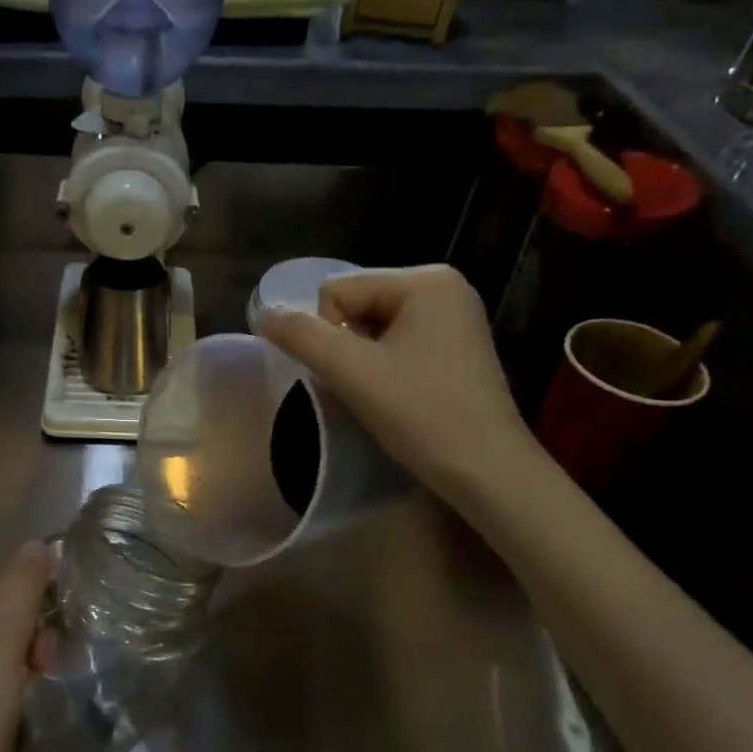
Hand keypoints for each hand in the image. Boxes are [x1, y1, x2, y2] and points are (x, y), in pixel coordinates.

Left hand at [0, 541, 52, 751]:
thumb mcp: (4, 644)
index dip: (32, 619)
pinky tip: (4, 713)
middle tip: (36, 680)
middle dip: (24, 645)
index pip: (2, 589)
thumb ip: (23, 589)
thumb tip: (39, 542)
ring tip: (22, 701)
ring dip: (16, 668)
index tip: (44, 658)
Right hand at [258, 264, 533, 506]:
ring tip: (382, 395)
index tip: (356, 376)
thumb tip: (263, 314)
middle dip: (348, 347)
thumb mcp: (352, 373)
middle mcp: (444, 286)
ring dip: (363, 361)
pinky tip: (399, 396)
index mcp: (425, 279)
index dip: (330, 336)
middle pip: (356, 304)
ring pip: (372, 327)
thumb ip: (302, 337)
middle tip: (367, 388)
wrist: (488, 472)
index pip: (338, 291)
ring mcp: (455, 317)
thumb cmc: (423, 416)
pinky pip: (397, 342)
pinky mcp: (457, 346)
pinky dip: (384, 368)